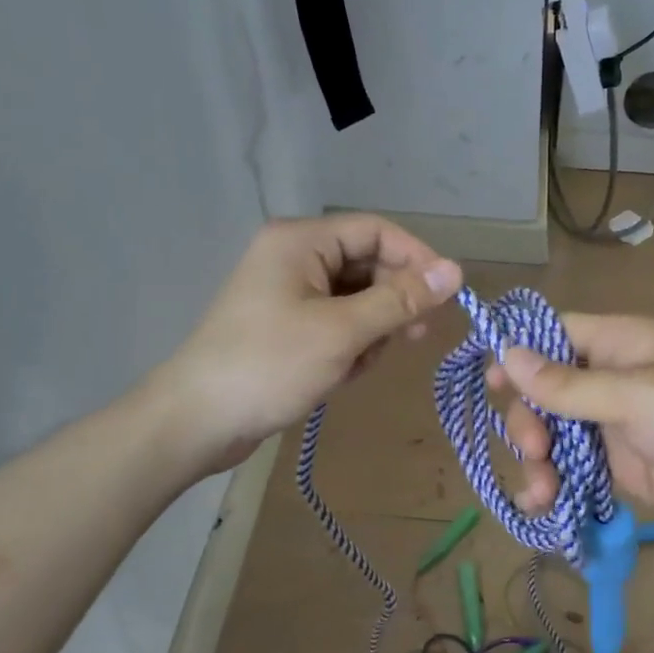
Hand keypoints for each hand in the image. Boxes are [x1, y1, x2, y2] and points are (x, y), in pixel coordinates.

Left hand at [157, 215, 461, 472]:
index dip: (417, 258)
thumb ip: (400, 300)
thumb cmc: (270, 366)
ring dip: (372, 330)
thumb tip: (456, 271)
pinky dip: (351, 345)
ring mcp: (289, 293)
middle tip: (415, 337)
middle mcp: (295, 257)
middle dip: (394, 301)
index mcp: (301, 241)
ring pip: (357, 299)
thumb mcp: (342, 332)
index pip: (376, 231)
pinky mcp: (287, 326)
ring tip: (364, 364)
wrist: (198, 421)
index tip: (448, 295)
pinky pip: (338, 323)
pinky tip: (344, 374)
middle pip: (368, 264)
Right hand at [494, 315, 653, 543]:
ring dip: (537, 460)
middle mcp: (612, 380)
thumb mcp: (636, 397)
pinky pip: (575, 470)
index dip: (517, 354)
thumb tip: (507, 354)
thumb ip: (569, 384)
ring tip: (540, 492)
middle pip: (545, 391)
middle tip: (534, 450)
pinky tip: (546, 506)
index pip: (554, 335)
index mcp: (619, 345)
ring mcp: (616, 426)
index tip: (489, 384)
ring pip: (555, 434)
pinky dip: (556, 485)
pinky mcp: (623, 467)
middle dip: (529, 420)